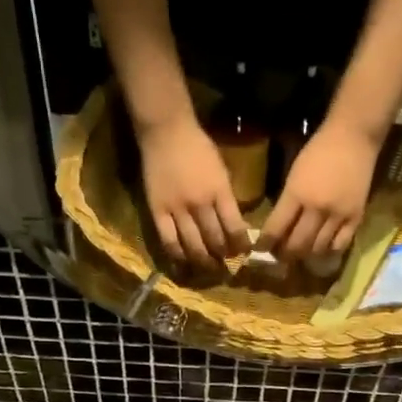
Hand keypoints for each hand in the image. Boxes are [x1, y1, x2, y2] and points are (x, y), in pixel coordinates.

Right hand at [138, 116, 247, 269]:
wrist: (166, 131)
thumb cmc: (198, 147)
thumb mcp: (221, 170)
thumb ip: (226, 197)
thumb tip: (234, 224)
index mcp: (220, 191)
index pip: (235, 228)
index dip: (241, 245)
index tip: (243, 253)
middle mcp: (201, 204)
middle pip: (215, 240)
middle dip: (223, 257)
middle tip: (227, 266)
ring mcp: (178, 209)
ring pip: (193, 246)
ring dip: (203, 262)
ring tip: (209, 269)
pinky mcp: (158, 211)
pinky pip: (169, 241)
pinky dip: (178, 256)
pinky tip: (184, 264)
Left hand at [258, 121, 381, 264]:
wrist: (353, 138)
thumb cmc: (318, 151)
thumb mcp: (294, 175)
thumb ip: (287, 202)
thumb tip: (277, 228)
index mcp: (296, 194)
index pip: (275, 229)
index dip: (265, 244)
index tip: (260, 250)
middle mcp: (316, 208)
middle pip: (296, 245)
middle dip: (284, 254)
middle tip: (280, 255)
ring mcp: (338, 215)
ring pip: (317, 249)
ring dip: (305, 255)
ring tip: (299, 253)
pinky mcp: (356, 217)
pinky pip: (340, 245)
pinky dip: (328, 250)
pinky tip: (322, 247)